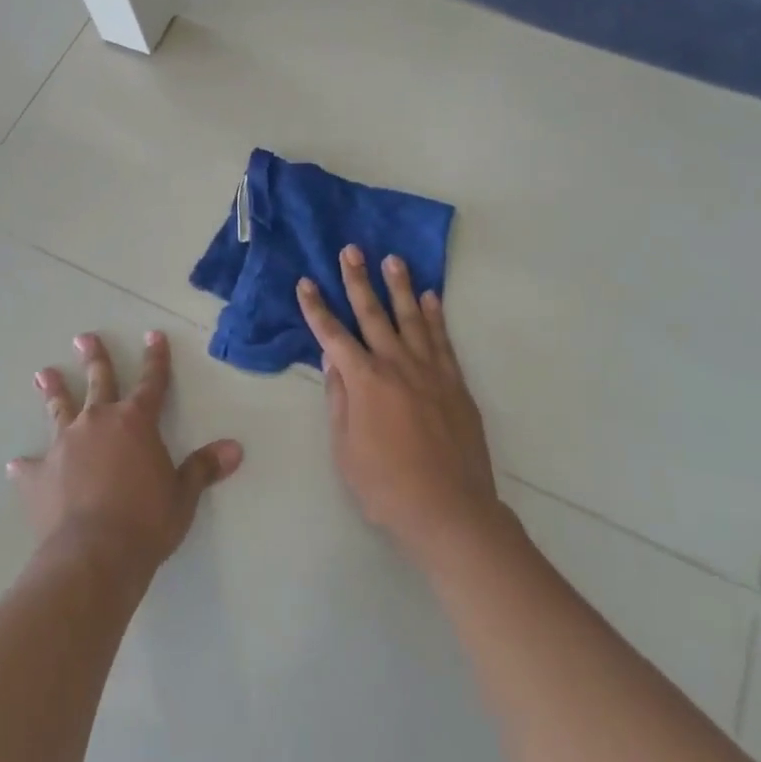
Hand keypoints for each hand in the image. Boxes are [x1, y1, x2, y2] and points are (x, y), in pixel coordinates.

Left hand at [10, 330, 242, 578]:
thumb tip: (235, 449)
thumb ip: (203, 468)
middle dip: (94, 358)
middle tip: (83, 337)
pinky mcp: (38, 476)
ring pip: (59, 409)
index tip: (153, 335)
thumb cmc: (146, 522)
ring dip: (53, 391)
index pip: (151, 381)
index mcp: (136, 422)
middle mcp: (98, 422)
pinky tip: (16, 464)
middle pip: (98, 381)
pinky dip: (26, 465)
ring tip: (43, 374)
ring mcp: (64, 446)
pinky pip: (30, 467)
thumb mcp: (182, 496)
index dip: (155, 358)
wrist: (93, 556)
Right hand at [299, 247, 502, 567]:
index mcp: (365, 381)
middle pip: (373, 314)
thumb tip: (332, 360)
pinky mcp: (455, 383)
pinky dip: (435, 316)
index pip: (333, 335)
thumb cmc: (386, 487)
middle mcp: (397, 365)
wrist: (450, 511)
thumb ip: (339, 399)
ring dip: (400, 287)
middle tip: (351, 250)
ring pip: (411, 318)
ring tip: (393, 259)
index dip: (316, 309)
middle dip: (357, 280)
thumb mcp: (345, 449)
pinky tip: (431, 297)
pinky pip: (442, 340)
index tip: (306, 283)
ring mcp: (430, 371)